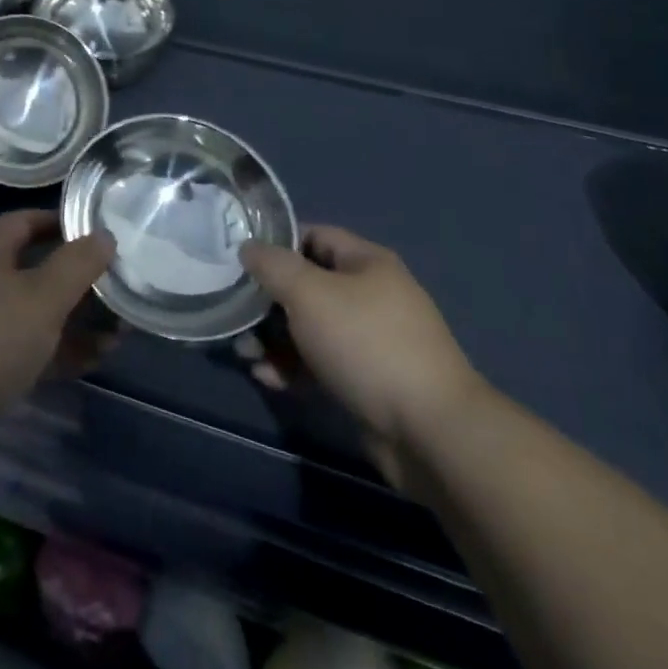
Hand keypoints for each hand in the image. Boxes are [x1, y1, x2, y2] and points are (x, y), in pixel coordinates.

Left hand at [0, 210, 114, 427]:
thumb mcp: (43, 298)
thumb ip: (78, 265)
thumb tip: (104, 235)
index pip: (28, 220)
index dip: (64, 224)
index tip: (100, 235)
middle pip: (33, 268)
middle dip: (76, 281)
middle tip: (117, 291)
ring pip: (30, 312)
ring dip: (71, 322)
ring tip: (117, 334)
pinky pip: (19, 347)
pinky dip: (51, 351)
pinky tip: (87, 363)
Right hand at [241, 226, 485, 482]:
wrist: (430, 432)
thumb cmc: (366, 344)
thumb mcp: (309, 293)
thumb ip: (273, 266)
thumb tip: (248, 247)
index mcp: (366, 262)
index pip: (314, 236)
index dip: (277, 243)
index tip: (242, 259)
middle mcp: (371, 295)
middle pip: (308, 285)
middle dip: (269, 299)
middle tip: (237, 313)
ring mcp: (371, 341)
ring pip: (311, 328)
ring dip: (275, 338)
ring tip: (246, 353)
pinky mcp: (368, 382)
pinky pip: (321, 364)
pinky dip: (294, 368)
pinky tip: (269, 379)